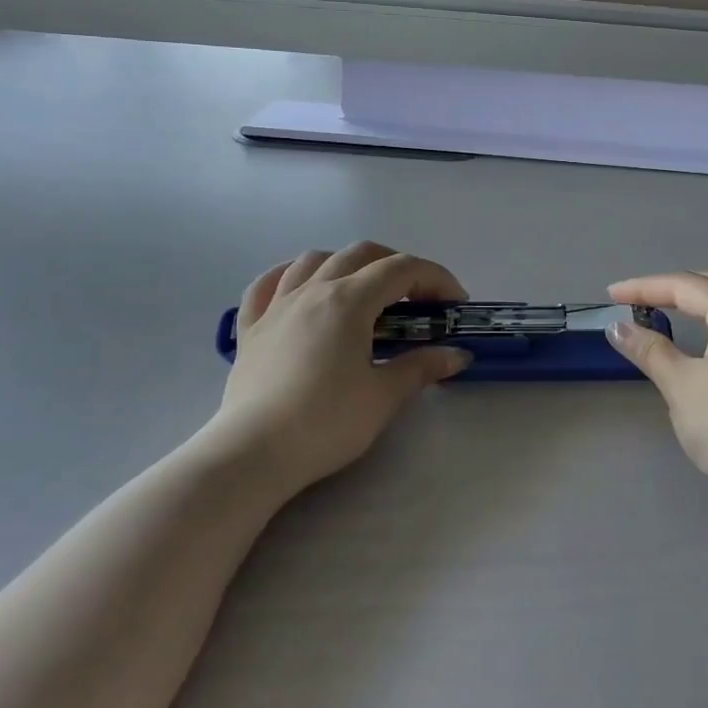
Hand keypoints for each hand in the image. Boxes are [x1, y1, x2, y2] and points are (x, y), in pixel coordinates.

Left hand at [205, 243, 471, 495]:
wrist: (253, 454)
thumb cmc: (326, 422)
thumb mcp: (384, 396)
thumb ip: (421, 367)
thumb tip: (456, 355)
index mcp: (349, 300)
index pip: (402, 270)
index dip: (435, 278)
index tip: (455, 303)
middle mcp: (313, 290)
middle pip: (361, 254)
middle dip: (397, 265)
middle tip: (417, 299)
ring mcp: (276, 306)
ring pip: (314, 260)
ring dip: (347, 263)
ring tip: (363, 289)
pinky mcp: (250, 329)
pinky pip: (267, 285)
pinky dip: (290, 276)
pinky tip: (300, 287)